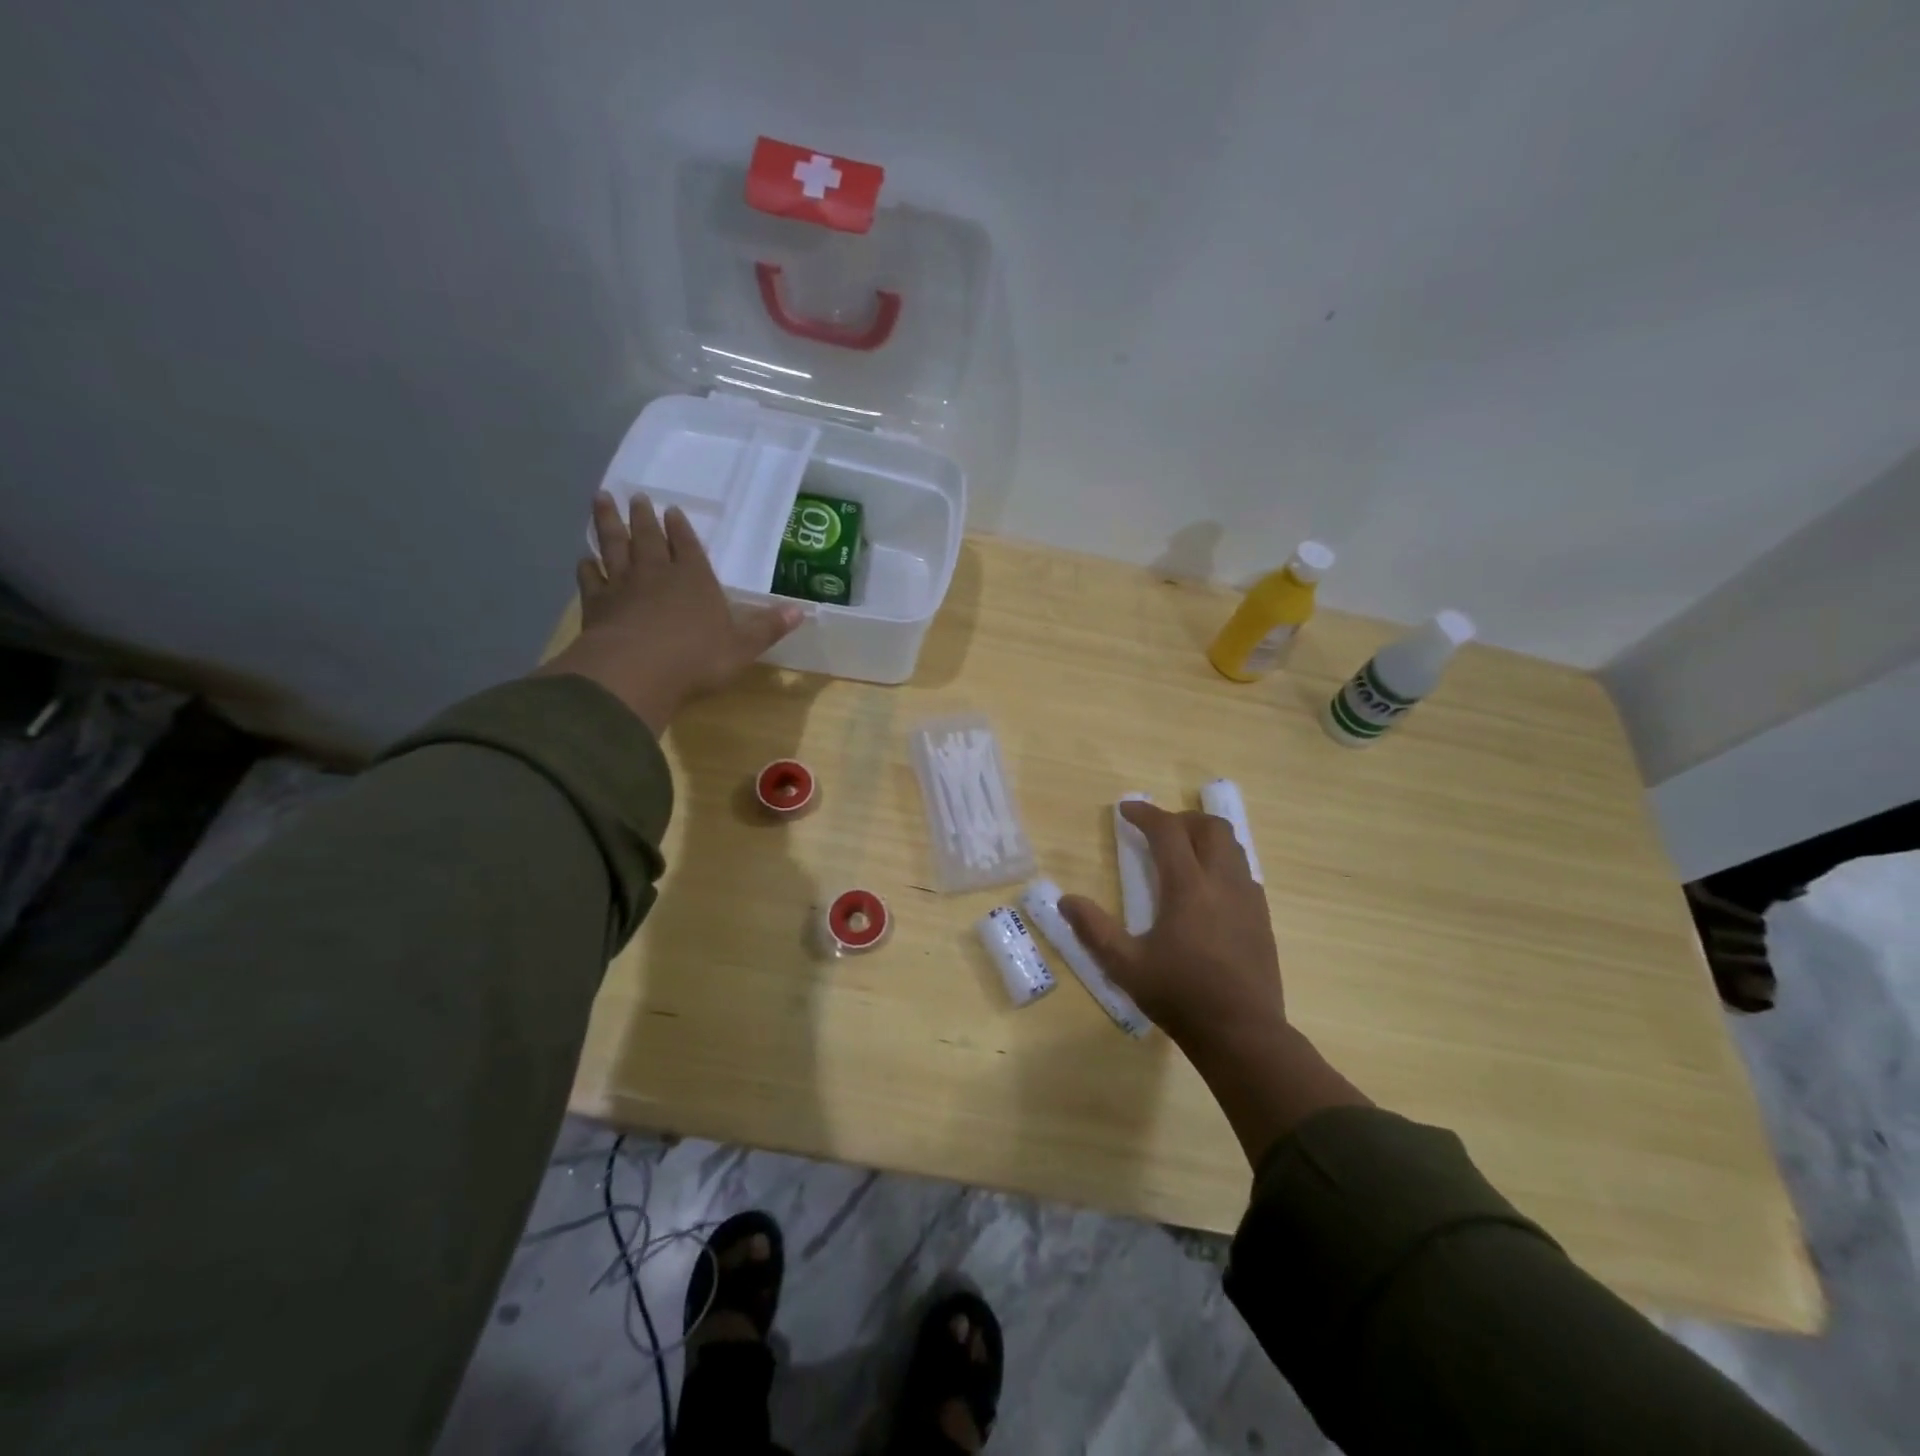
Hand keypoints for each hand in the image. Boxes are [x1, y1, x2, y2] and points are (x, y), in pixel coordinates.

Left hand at [539, 492, 802, 733]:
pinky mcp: (597, 605)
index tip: (672, 510)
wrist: (638, 671)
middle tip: (636, 496)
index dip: (680, 528)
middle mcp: (658, 574)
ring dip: (608, 523)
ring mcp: (623, 586)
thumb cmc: (697, 658)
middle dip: (643, 517)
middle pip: (648, 537)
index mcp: (695, 579)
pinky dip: (587, 566)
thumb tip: (801, 611)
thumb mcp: (743, 646)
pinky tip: (584, 558)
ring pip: (614, 546)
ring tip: (601, 500)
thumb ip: (767, 627)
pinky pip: (591, 579)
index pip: (687, 545)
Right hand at [1060, 801, 1286, 1050]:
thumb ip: (1094, 929)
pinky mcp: (1262, 917)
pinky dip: (1222, 862)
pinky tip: (1207, 888)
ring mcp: (1248, 898)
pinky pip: (1243, 871)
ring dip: (1205, 837)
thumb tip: (1065, 900)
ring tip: (1182, 852)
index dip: (1145, 814)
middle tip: (1157, 831)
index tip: (1126, 810)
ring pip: (1232, 846)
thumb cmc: (1179, 996)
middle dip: (1181, 819)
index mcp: (1188, 888)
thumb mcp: (1125, 966)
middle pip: (1210, 827)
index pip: (1168, 831)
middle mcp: (1222, 882)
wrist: (1242, 1033)